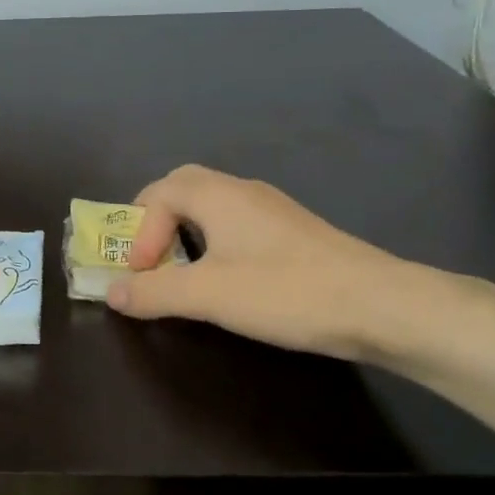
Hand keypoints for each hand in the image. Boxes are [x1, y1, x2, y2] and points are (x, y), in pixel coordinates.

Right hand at [107, 164, 420, 360]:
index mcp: (217, 195)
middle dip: (157, 221)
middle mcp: (243, 191)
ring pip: (213, 207)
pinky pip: (238, 225)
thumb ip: (154, 292)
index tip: (143, 273)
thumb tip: (112, 293)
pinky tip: (229, 280)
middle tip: (150, 258)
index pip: (158, 193)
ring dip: (186, 234)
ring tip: (184, 273)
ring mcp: (273, 210)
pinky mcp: (294, 233)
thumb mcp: (208, 295)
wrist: (381, 306)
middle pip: (184, 188)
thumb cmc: (285, 291)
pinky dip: (216, 244)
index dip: (139, 231)